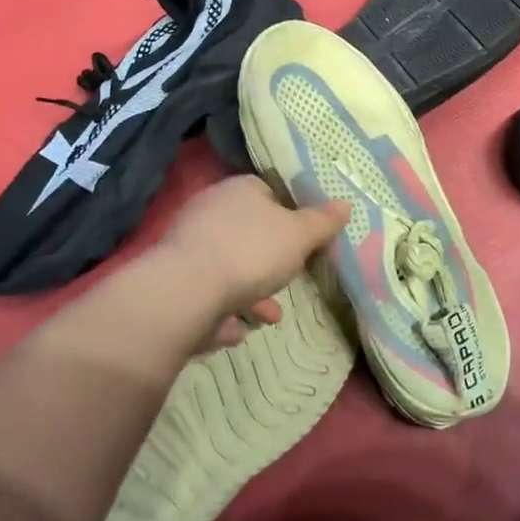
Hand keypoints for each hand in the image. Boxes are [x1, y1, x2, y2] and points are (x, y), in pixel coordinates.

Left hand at [157, 176, 349, 350]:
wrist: (185, 292)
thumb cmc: (250, 252)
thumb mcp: (299, 235)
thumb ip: (322, 222)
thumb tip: (345, 205)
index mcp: (240, 190)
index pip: (268, 192)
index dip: (290, 214)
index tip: (305, 240)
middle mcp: (210, 210)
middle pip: (249, 232)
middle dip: (272, 260)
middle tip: (290, 280)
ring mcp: (188, 245)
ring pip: (229, 266)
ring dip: (251, 291)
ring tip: (268, 317)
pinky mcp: (174, 280)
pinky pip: (207, 292)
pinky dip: (224, 309)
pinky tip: (236, 330)